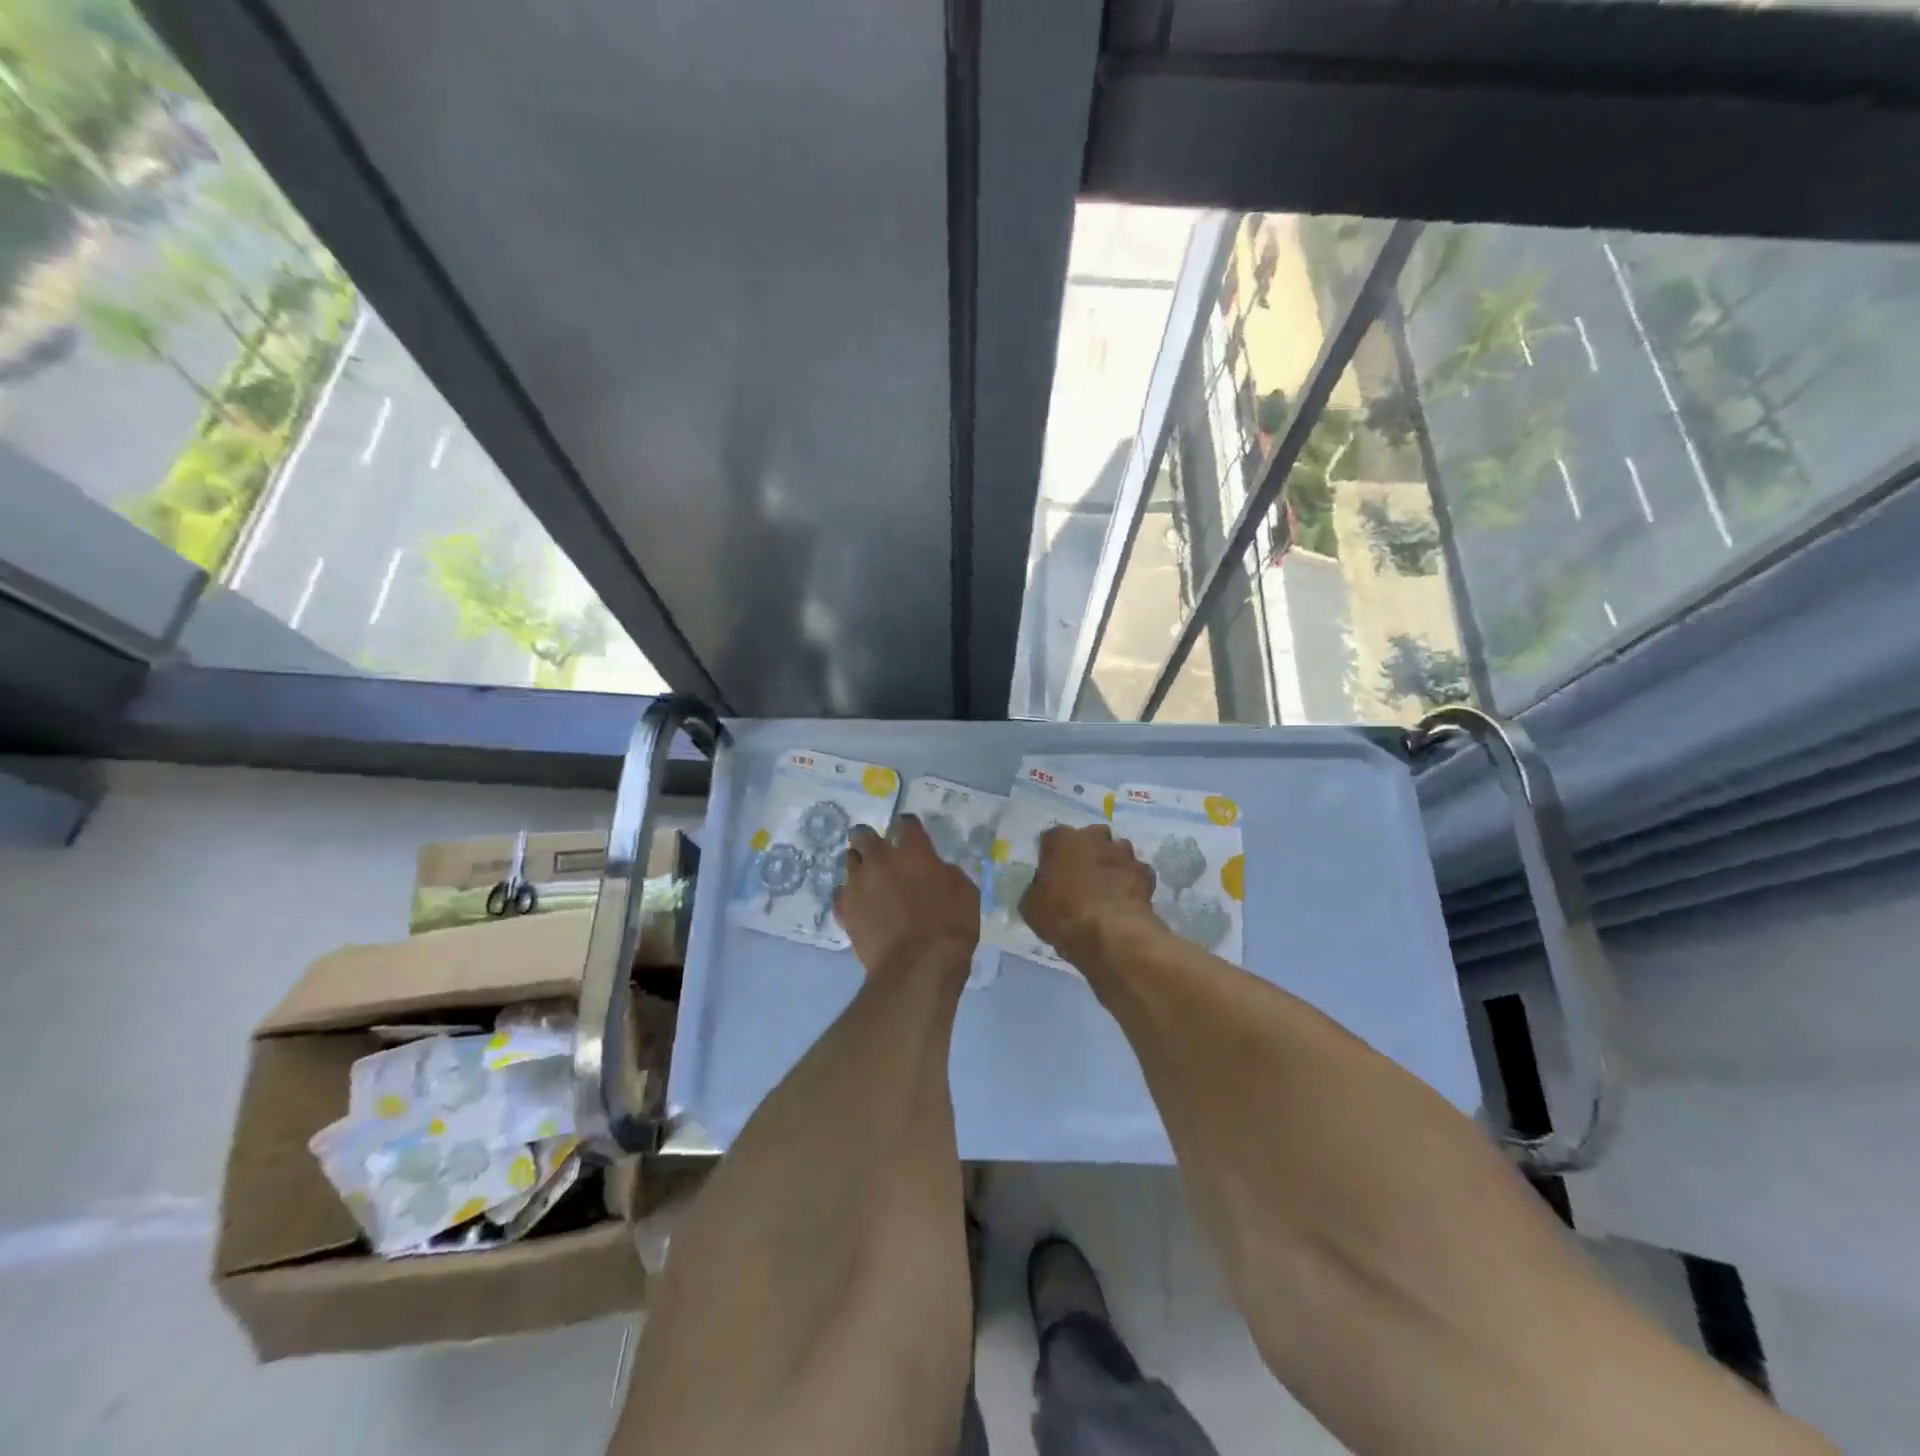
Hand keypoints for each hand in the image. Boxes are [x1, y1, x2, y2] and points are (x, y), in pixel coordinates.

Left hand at [833, 815, 979, 979]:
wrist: (918, 966)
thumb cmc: (951, 926)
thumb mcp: (965, 892)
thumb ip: (945, 872)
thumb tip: (934, 870)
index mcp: (913, 850)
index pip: (904, 822)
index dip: (907, 827)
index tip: (911, 835)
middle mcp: (880, 859)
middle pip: (863, 834)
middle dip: (869, 839)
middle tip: (880, 853)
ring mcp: (858, 883)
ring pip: (849, 861)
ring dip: (859, 866)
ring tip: (869, 880)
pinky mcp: (845, 910)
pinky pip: (841, 894)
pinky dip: (850, 896)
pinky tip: (859, 905)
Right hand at [1021, 824, 1159, 968]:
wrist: (1110, 934)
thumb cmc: (1062, 915)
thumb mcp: (1031, 906)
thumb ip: (1037, 889)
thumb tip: (1041, 889)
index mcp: (1062, 839)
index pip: (1052, 838)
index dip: (1051, 855)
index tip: (1051, 873)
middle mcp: (1094, 836)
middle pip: (1090, 836)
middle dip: (1087, 851)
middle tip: (1081, 876)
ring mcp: (1123, 852)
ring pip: (1117, 850)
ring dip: (1112, 862)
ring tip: (1107, 887)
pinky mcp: (1145, 871)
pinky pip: (1136, 871)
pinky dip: (1132, 881)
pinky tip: (1126, 898)